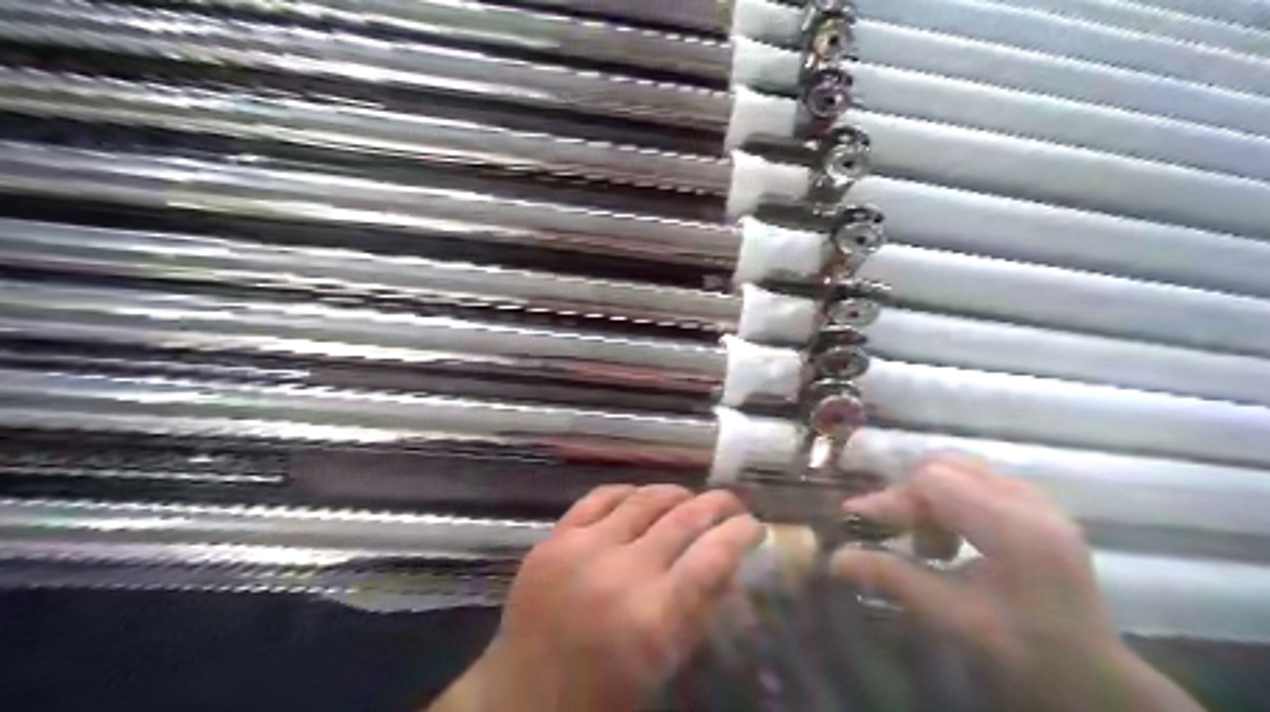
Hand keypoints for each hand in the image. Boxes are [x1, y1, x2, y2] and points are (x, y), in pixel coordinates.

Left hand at [439, 484, 757, 711]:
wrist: (522, 699)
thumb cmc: (603, 694)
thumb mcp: (664, 664)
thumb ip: (696, 611)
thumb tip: (725, 564)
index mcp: (655, 617)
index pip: (714, 557)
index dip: (741, 533)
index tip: (753, 526)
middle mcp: (622, 572)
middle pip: (683, 519)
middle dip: (717, 505)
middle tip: (731, 504)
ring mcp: (583, 549)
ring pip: (644, 499)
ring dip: (675, 494)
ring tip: (689, 498)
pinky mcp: (554, 539)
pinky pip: (598, 498)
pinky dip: (627, 493)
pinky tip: (640, 497)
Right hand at [835, 458, 1203, 711]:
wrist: (1093, 677)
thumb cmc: (1023, 651)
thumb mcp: (952, 617)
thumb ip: (893, 578)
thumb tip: (835, 558)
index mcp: (1014, 527)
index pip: (934, 482)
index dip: (890, 497)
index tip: (855, 518)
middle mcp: (1030, 501)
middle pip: (946, 466)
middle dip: (910, 494)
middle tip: (895, 533)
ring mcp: (1040, 500)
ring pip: (962, 469)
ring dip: (931, 496)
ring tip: (929, 543)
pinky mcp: (1041, 507)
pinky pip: (981, 481)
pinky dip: (954, 500)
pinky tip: (954, 538)